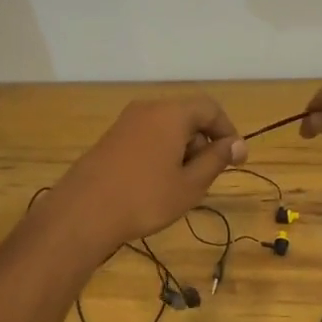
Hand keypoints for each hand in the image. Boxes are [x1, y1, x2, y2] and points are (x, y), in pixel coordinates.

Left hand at [47, 95, 244, 253]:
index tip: (235, 160)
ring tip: (179, 186)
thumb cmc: (146, 198)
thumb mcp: (190, 184)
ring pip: (165, 129)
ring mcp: (125, 123)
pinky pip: (146, 138)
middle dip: (202, 143)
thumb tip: (237, 144)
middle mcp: (148, 109)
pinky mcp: (110, 139)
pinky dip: (160, 154)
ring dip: (181, 151)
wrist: (84, 212)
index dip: (228, 131)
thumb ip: (216, 160)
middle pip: (187, 116)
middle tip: (204, 178)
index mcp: (171, 113)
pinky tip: (154, 184)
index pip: (210, 108)